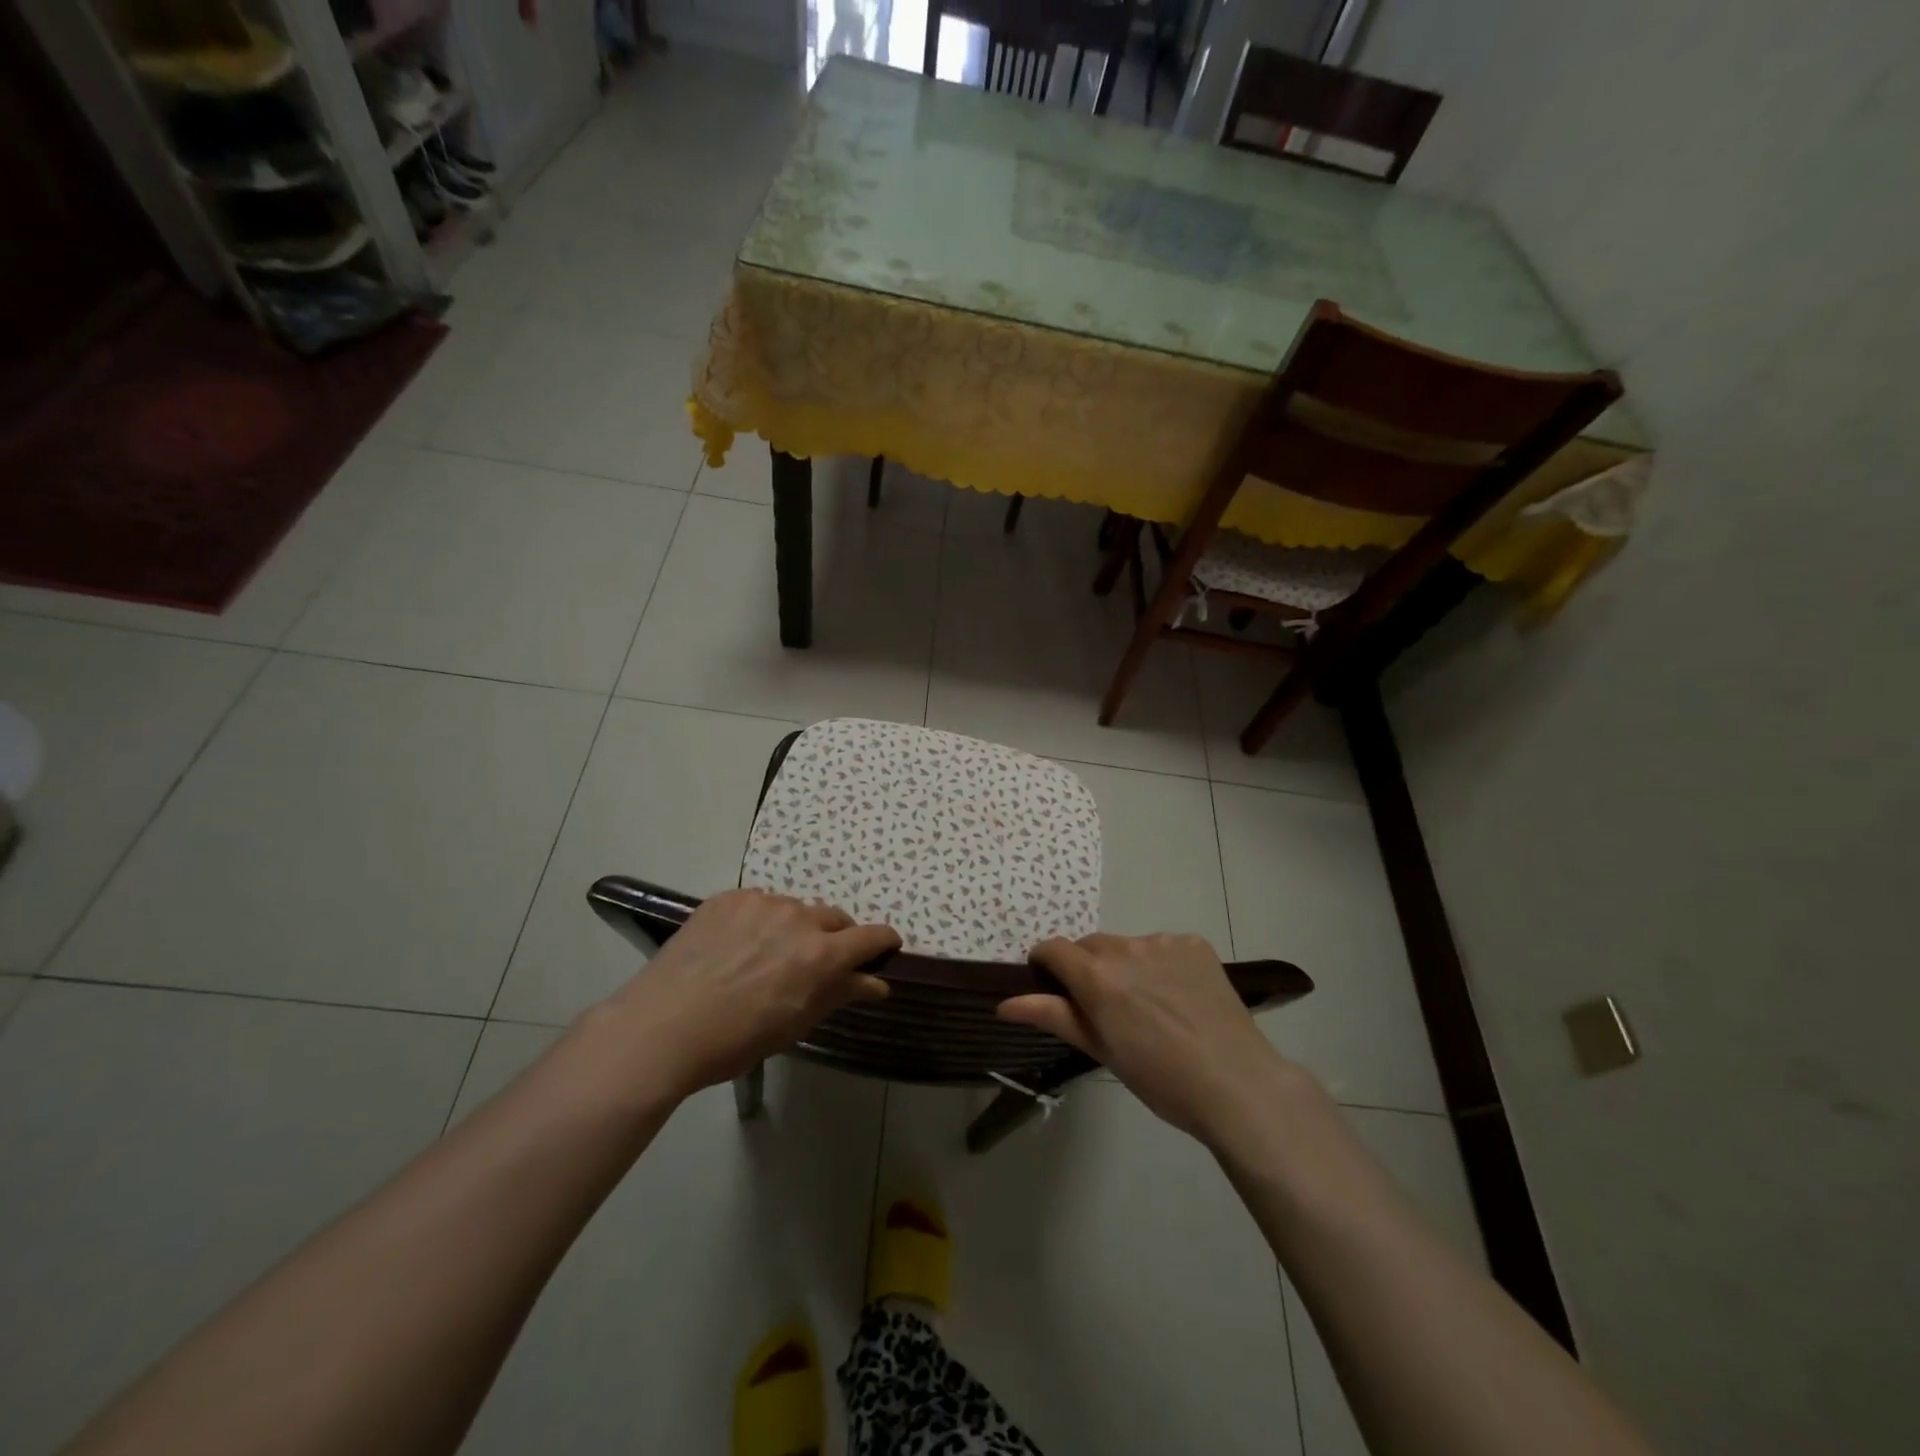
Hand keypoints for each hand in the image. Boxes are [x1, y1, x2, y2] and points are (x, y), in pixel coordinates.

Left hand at [598, 889, 899, 1098]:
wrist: (662, 1027)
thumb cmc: (736, 1039)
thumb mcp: (796, 1023)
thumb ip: (840, 994)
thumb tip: (877, 983)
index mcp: (820, 953)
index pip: (870, 936)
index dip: (883, 941)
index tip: (885, 948)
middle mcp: (797, 917)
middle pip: (834, 918)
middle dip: (836, 938)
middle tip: (817, 964)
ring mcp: (761, 902)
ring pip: (795, 909)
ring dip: (795, 928)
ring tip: (769, 956)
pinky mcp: (728, 898)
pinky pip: (759, 903)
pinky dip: (761, 920)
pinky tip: (738, 946)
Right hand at [999, 933, 1303, 1144]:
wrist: (1238, 1084)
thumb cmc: (1161, 1079)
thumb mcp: (1102, 1051)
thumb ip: (1053, 1017)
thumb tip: (1004, 1003)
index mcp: (1097, 976)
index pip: (1053, 949)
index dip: (1045, 964)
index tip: (1050, 986)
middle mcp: (1126, 947)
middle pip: (1090, 946)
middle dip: (1087, 969)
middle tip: (1104, 1008)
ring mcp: (1164, 941)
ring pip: (1127, 946)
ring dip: (1125, 966)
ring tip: (1149, 1006)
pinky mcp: (1194, 943)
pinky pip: (1162, 946)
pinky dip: (1159, 964)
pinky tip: (1178, 997)